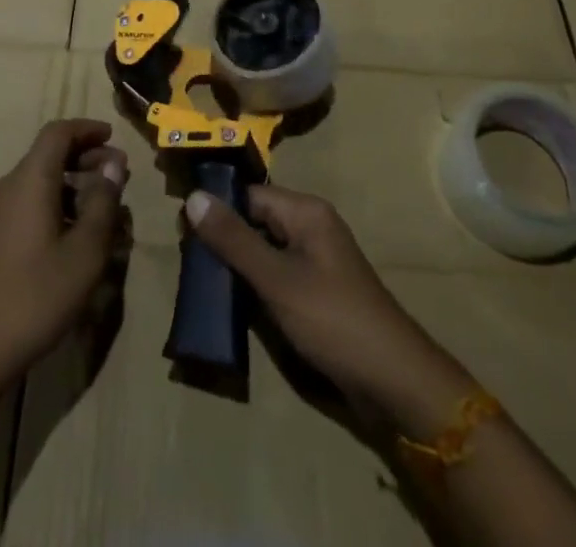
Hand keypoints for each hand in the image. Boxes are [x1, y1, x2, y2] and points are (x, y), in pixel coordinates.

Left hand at [0, 120, 128, 390]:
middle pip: (49, 154)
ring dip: (74, 182)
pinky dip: (58, 202)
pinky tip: (77, 233)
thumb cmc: (36, 295)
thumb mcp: (85, 252)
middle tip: (118, 176)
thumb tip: (114, 166)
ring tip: (105, 207)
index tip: (114, 138)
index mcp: (30, 179)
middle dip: (86, 157)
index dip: (87, 129)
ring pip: (41, 179)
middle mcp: (10, 186)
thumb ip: (103, 203)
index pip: (58, 132)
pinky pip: (31, 201)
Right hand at [184, 185, 472, 438]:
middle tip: (187, 260)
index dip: (216, 209)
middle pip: (256, 219)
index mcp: (305, 211)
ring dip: (237, 264)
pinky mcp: (317, 289)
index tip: (181, 231)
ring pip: (264, 249)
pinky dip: (255, 283)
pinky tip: (231, 302)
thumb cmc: (333, 320)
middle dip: (223, 238)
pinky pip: (277, 273)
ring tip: (201, 282)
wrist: (394, 380)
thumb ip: (234, 240)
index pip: (248, 195)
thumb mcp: (276, 279)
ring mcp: (316, 259)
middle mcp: (311, 226)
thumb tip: (193, 197)